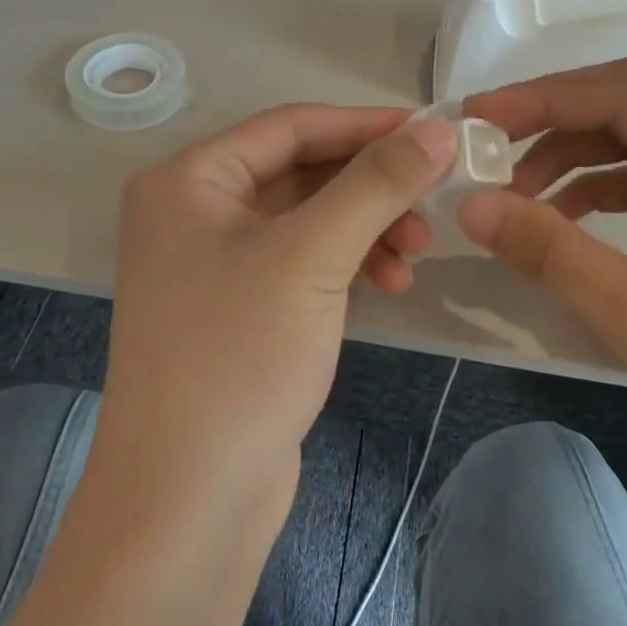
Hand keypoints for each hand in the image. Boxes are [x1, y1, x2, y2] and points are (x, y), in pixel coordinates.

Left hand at [102, 105, 458, 508]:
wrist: (188, 500)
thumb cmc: (239, 356)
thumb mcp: (312, 255)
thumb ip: (376, 184)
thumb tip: (437, 130)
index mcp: (189, 181)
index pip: (290, 127)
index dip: (364, 125)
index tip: (433, 134)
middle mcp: (195, 212)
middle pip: (302, 172)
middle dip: (371, 187)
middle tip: (433, 204)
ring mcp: (217, 265)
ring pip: (310, 220)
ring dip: (367, 228)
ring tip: (416, 257)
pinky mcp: (243, 310)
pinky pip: (305, 263)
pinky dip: (349, 265)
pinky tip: (389, 285)